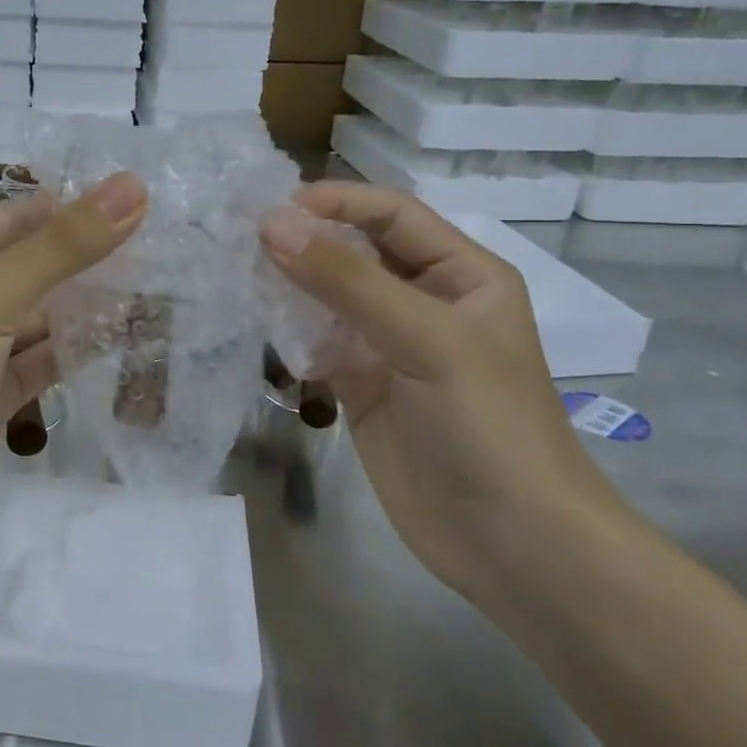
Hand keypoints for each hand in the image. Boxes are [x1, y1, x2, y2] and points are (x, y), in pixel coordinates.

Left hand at [0, 173, 147, 565]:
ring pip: (40, 321)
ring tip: (163, 288)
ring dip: (89, 308)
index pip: (12, 220)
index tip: (142, 200)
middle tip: (168, 246)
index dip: (71, 208)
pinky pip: (40, 366)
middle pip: (30, 270)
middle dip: (88, 261)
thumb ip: (62, 246)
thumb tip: (134, 186)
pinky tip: (129, 340)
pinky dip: (77, 354)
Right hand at [261, 182, 625, 601]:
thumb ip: (346, 280)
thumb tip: (271, 223)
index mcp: (461, 274)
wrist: (511, 544)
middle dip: (304, 241)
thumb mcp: (425, 339)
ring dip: (288, 284)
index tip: (272, 208)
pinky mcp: (359, 386)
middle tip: (238, 237)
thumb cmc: (487, 425)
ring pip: (327, 296)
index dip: (336, 202)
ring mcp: (388, 346)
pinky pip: (315, 343)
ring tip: (235, 274)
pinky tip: (254, 324)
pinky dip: (286, 332)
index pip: (392, 214)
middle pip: (355, 251)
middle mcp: (423, 301)